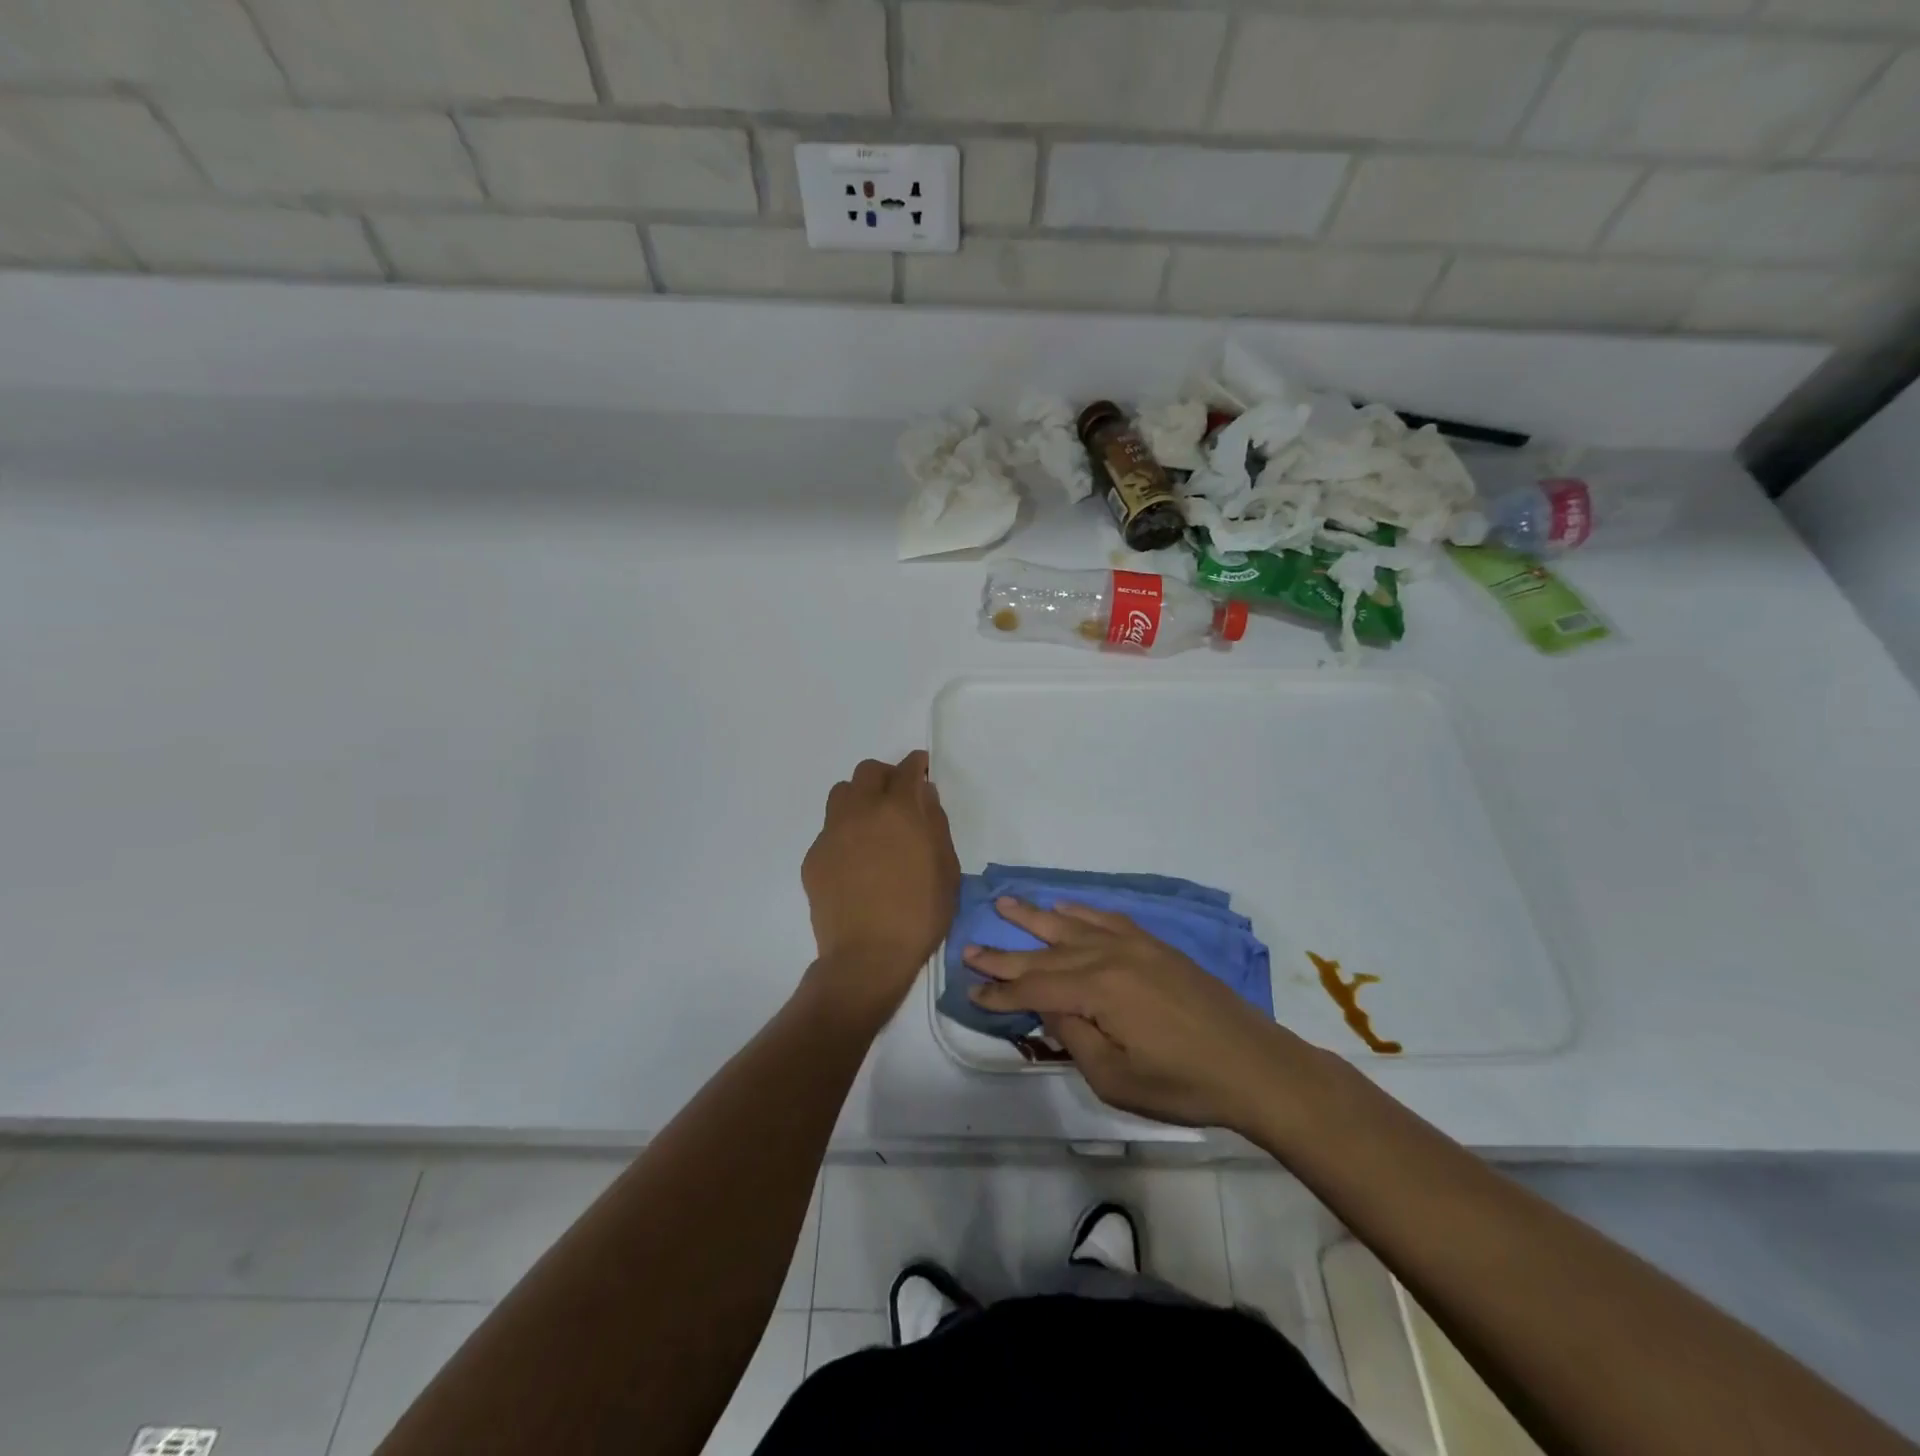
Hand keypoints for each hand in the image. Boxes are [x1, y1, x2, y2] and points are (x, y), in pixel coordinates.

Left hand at [801, 751, 959, 1024]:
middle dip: (885, 776)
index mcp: (899, 811)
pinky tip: (855, 860)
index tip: (920, 769)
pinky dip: (844, 832)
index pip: (906, 769)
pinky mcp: (813, 857)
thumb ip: (936, 824)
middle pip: (867, 772)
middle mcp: (861, 811)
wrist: (868, 956)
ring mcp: (832, 833)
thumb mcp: (946, 868)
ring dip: (859, 798)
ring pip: (841, 794)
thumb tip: (924, 796)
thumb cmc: (920, 914)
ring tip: (871, 823)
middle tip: (897, 797)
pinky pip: (829, 829)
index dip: (916, 765)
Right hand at [965, 898, 1323, 1130]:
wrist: (1252, 1064)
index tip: (970, 990)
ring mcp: (1134, 945)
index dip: (1000, 992)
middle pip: (1045, 953)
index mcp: (1097, 990)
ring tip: (1005, 903)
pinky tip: (1065, 908)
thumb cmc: (1182, 1083)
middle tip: (969, 946)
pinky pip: (1107, 919)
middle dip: (1005, 953)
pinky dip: (1081, 912)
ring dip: (1035, 916)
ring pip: (1072, 925)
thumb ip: (1074, 1038)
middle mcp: (1109, 956)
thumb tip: (1051, 1008)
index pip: (1034, 989)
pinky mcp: (1154, 945)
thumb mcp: (1115, 1078)